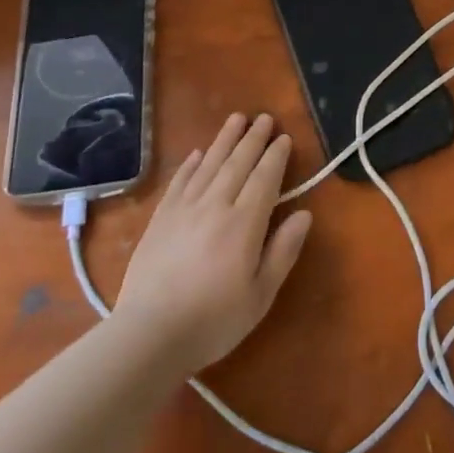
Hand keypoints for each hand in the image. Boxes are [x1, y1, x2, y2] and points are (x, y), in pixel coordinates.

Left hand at [113, 113, 312, 374]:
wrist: (149, 335)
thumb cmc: (213, 320)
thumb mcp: (261, 294)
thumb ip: (283, 251)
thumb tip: (304, 214)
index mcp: (244, 223)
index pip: (264, 179)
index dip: (276, 157)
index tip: (284, 138)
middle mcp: (215, 206)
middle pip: (238, 163)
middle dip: (253, 139)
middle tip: (264, 117)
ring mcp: (184, 209)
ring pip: (209, 165)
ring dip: (224, 140)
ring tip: (236, 118)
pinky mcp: (160, 219)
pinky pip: (179, 182)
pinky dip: (191, 164)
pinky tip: (198, 153)